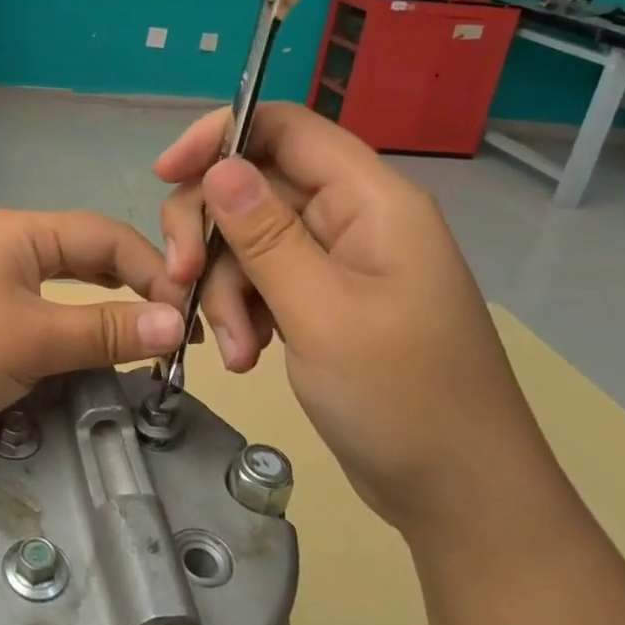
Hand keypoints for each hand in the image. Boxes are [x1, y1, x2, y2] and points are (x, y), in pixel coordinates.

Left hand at [0, 210, 186, 456]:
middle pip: (85, 257)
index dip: (154, 269)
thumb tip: (176, 322)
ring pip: (62, 289)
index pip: (106, 235)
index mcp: (20, 232)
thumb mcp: (32, 339)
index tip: (189, 313)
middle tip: (171, 328)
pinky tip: (86, 356)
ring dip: (102, 311)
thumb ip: (106, 329)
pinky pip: (37, 316)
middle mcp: (5, 247)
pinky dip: (69, 331)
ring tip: (140, 342)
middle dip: (132, 286)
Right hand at [157, 105, 569, 541]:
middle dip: (209, 233)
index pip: (284, 127)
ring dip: (223, 288)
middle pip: (252, 186)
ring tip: (233, 350)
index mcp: (370, 200)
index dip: (220, 135)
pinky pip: (259, 280)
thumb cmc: (404, 400)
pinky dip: (240, 311)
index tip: (165, 173)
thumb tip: (218, 165)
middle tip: (181, 281)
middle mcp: (350, 217)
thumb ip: (265, 235)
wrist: (459, 497)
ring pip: (246, 239)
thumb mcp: (322, 312)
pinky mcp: (320, 299)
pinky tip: (243, 356)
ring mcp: (334, 261)